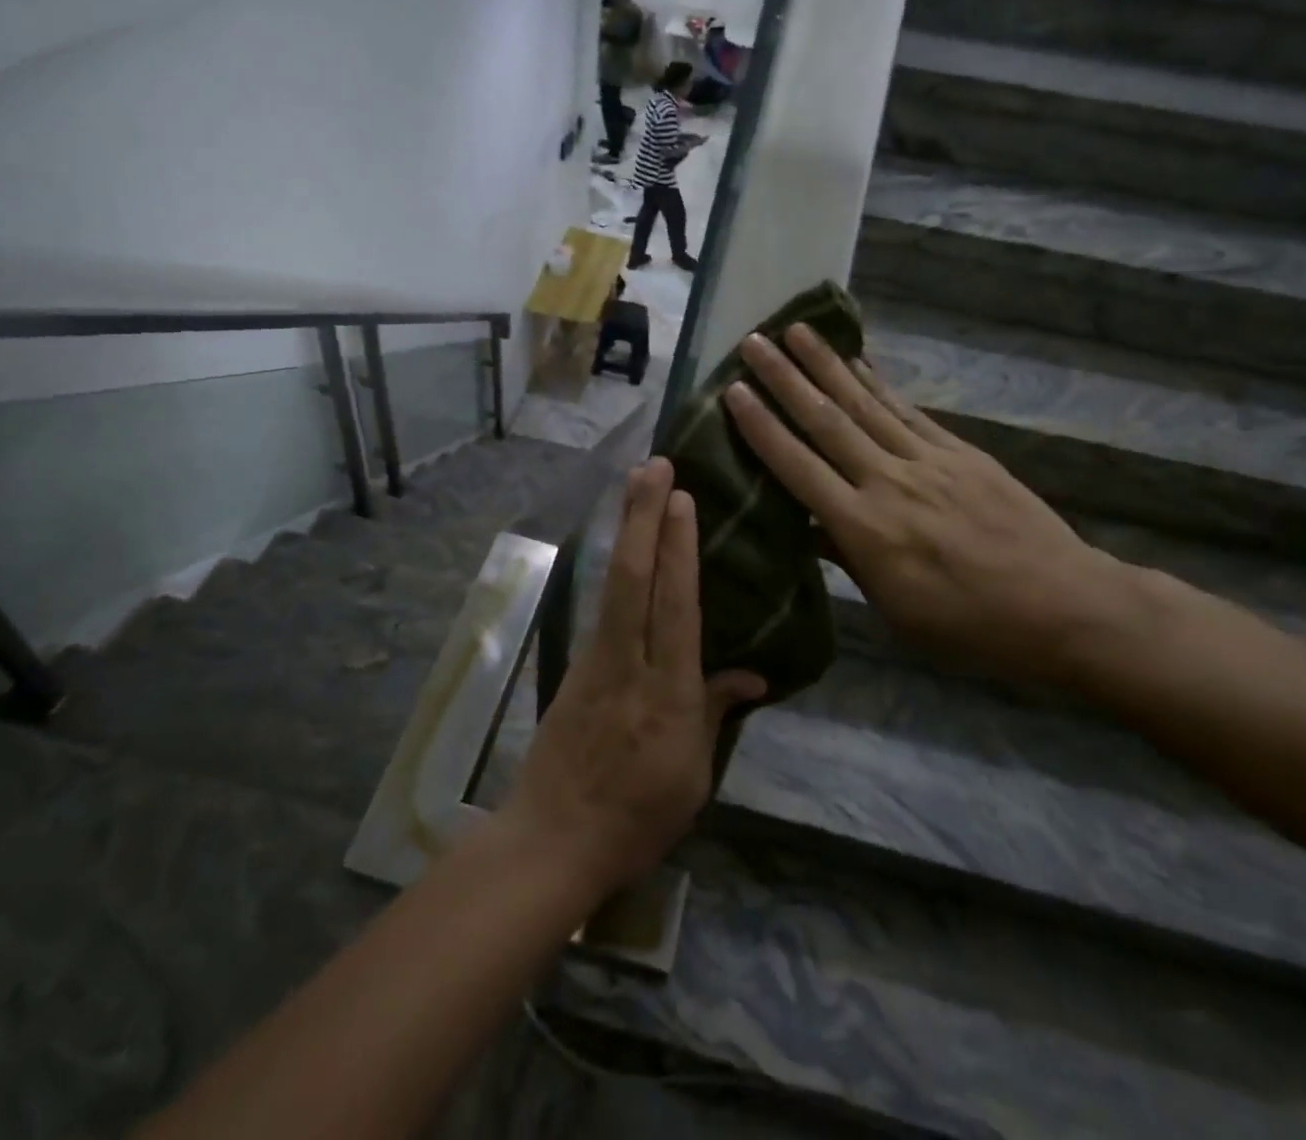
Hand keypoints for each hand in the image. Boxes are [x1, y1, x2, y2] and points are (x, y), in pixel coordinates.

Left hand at [498, 459, 766, 897]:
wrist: (553, 839)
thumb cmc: (637, 817)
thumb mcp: (693, 776)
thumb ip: (716, 712)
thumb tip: (752, 673)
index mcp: (668, 694)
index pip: (676, 606)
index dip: (679, 549)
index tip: (682, 499)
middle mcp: (629, 664)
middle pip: (636, 578)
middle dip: (645, 517)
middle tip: (654, 465)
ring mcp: (596, 660)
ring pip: (614, 582)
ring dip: (626, 528)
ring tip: (636, 485)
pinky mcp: (576, 665)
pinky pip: (602, 604)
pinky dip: (616, 564)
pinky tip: (625, 544)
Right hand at [721, 326, 1140, 687]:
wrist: (1064, 605)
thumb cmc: (969, 625)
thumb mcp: (895, 608)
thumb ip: (846, 557)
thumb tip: (805, 523)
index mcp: (865, 529)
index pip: (799, 468)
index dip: (762, 428)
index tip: (733, 391)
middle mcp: (889, 482)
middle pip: (827, 422)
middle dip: (785, 379)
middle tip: (753, 342)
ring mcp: (928, 461)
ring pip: (865, 404)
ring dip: (827, 365)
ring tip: (796, 331)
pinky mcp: (960, 452)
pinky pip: (907, 411)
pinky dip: (878, 384)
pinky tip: (857, 362)